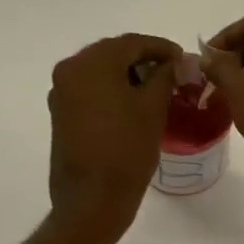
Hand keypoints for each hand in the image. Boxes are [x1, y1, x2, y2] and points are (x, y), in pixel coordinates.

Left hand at [47, 32, 182, 236]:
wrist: (91, 200)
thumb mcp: (153, 109)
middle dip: (142, 59)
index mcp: (91, 63)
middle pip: (112, 53)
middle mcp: (70, 70)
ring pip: (100, 71)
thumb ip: (164, 76)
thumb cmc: (126, 150)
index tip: (182, 58)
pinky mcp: (61, 114)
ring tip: (155, 88)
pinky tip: (132, 103)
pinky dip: (111, 90)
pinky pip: (90, 90)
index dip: (161, 48)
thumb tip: (172, 63)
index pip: (132, 43)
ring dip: (127, 75)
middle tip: (171, 71)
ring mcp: (61, 93)